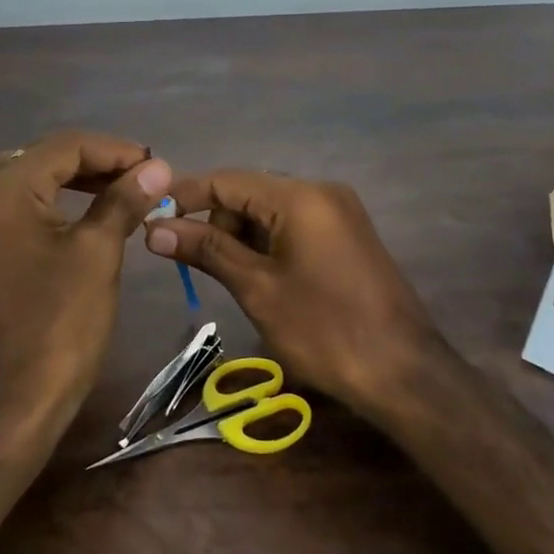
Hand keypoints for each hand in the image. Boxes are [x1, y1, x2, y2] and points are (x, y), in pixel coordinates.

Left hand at [0, 131, 172, 445]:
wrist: (18, 400)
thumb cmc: (62, 324)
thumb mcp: (98, 253)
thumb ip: (124, 200)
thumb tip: (158, 167)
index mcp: (2, 193)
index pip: (63, 147)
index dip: (114, 150)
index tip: (155, 165)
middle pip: (40, 158)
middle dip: (92, 161)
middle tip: (138, 175)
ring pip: (26, 181)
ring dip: (71, 179)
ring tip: (118, 189)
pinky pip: (15, 208)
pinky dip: (50, 202)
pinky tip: (84, 213)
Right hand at [144, 170, 439, 405]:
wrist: (404, 373)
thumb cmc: (324, 330)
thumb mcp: (257, 288)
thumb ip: (206, 250)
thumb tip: (154, 228)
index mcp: (300, 196)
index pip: (227, 179)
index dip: (185, 196)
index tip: (150, 217)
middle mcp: (321, 192)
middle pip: (249, 192)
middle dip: (215, 222)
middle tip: (190, 262)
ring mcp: (339, 213)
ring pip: (270, 211)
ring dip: (240, 237)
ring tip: (228, 278)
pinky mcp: (347, 236)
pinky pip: (293, 226)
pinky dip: (267, 245)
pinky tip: (258, 278)